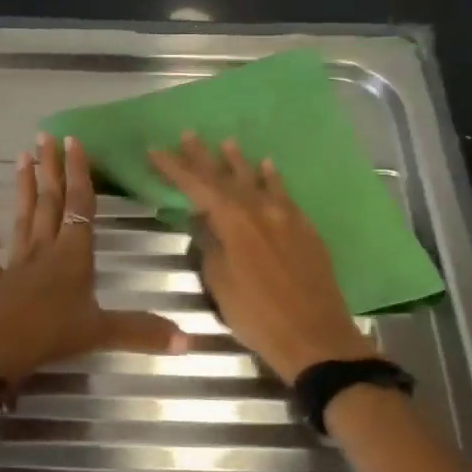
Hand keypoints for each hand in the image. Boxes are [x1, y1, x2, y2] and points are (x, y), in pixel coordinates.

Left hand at [0, 134, 185, 383]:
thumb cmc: (52, 334)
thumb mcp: (102, 332)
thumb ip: (142, 331)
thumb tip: (190, 341)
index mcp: (73, 254)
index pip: (80, 206)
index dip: (80, 174)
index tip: (73, 142)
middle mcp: (45, 249)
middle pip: (50, 202)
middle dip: (51, 169)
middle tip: (45, 136)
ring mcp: (16, 263)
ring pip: (23, 217)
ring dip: (24, 187)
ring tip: (22, 157)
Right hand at [148, 133, 374, 381]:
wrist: (315, 337)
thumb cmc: (257, 315)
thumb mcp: (220, 282)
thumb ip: (210, 245)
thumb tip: (205, 222)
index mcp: (233, 222)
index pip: (196, 186)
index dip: (174, 168)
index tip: (155, 150)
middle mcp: (259, 210)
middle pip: (226, 178)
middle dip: (203, 157)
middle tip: (188, 135)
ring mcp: (286, 217)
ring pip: (257, 181)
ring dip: (239, 162)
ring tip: (227, 143)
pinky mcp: (305, 229)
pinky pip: (284, 194)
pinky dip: (273, 179)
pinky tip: (268, 167)